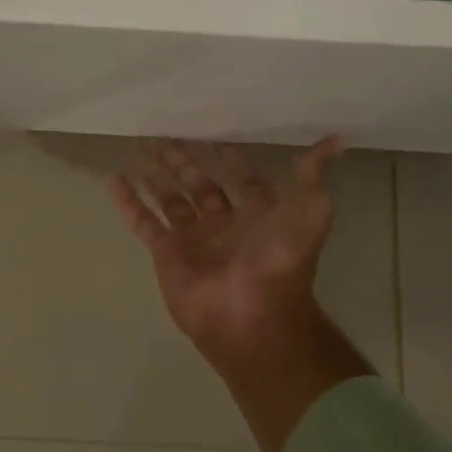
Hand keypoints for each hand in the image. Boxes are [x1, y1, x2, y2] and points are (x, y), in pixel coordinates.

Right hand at [110, 138, 372, 451]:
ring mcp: (192, 238)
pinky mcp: (165, 252)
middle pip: (199, 184)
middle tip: (165, 135)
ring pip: (169, 199)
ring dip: (155, 175)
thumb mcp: (309, 213)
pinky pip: (143, 221)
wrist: (252, 317)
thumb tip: (337, 139)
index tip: (215, 136)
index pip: (242, 179)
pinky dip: (128, 201)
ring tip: (139, 149)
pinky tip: (113, 178)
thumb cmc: (280, 262)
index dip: (231, 159)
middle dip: (184, 160)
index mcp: (256, 214)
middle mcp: (222, 222)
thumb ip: (314, 176)